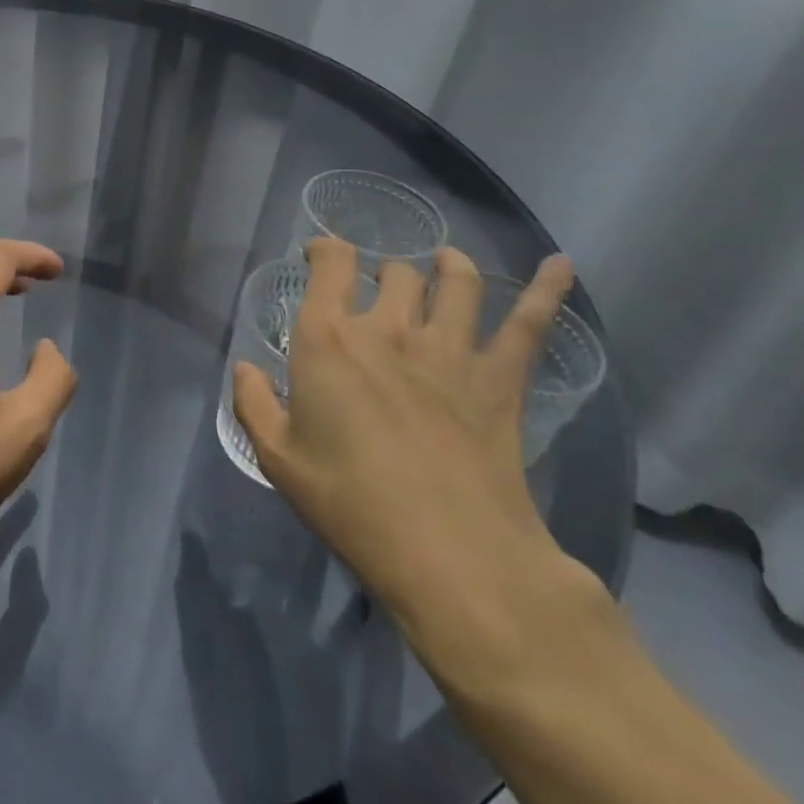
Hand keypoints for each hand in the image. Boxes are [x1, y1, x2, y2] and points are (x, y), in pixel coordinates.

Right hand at [231, 240, 577, 624]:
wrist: (449, 552)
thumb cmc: (350, 502)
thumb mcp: (278, 459)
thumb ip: (252, 404)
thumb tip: (243, 368)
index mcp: (329, 340)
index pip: (330, 266)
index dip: (325, 250)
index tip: (320, 256)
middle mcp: (389, 328)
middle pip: (393, 272)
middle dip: (383, 273)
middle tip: (378, 291)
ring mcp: (450, 349)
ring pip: (455, 282)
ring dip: (448, 265)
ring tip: (444, 263)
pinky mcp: (499, 379)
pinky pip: (527, 323)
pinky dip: (546, 289)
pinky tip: (560, 264)